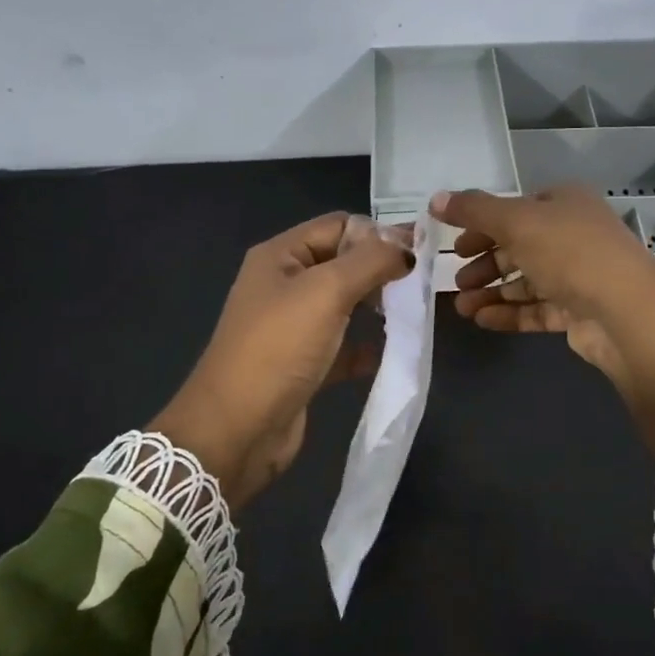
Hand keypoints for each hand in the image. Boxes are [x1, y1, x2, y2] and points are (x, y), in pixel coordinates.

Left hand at [153, 214, 412, 506]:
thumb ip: (370, 261)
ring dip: (377, 309)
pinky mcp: (303, 365)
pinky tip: (387, 356)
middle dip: (381, 271)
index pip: (338, 225)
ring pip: (346, 305)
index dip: (378, 234)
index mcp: (281, 256)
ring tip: (409, 317)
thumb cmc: (279, 348)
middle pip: (344, 264)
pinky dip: (365, 348)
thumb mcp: (326, 291)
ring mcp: (293, 327)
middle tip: (417, 287)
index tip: (417, 254)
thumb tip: (406, 246)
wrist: (237, 429)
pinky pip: (342, 346)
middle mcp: (284, 285)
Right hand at [440, 184, 654, 391]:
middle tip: (458, 281)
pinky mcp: (579, 311)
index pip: (516, 209)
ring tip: (462, 307)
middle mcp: (574, 234)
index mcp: (565, 203)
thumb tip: (435, 198)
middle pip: (518, 246)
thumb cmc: (570, 253)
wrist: (626, 312)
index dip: (482, 225)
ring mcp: (579, 275)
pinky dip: (509, 313)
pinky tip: (482, 320)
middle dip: (484, 264)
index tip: (454, 245)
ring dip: (492, 292)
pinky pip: (537, 309)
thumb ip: (474, 210)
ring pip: (526, 280)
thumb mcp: (516, 221)